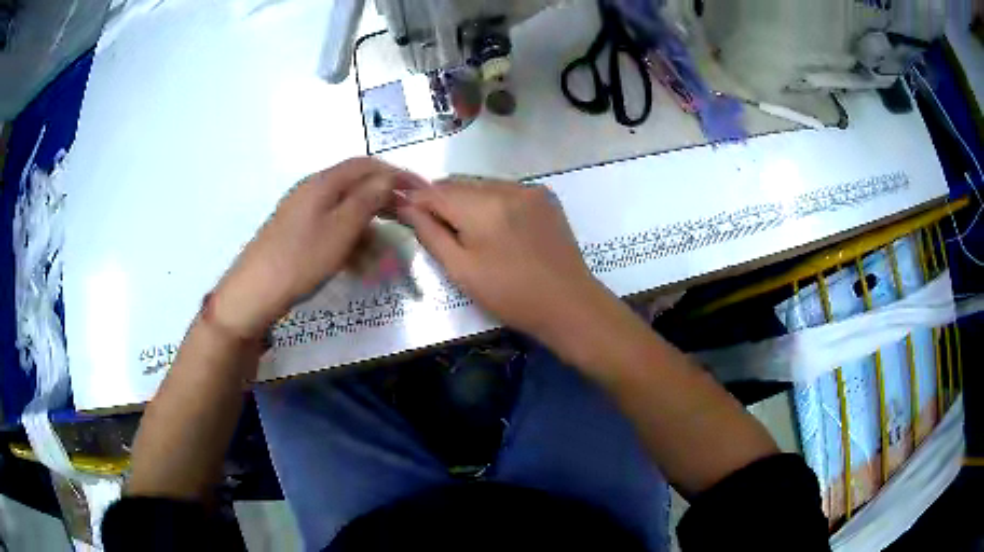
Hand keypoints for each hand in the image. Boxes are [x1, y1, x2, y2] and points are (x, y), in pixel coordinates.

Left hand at [213, 158, 422, 338]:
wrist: (254, 292)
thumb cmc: (300, 259)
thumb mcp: (340, 229)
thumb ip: (367, 200)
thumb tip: (388, 177)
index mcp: (323, 182)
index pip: (367, 165)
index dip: (396, 173)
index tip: (421, 190)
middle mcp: (313, 190)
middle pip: (356, 186)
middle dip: (385, 201)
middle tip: (410, 220)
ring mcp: (303, 212)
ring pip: (346, 211)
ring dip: (369, 228)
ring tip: (386, 254)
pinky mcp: (298, 233)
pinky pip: (332, 229)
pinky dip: (351, 242)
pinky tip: (360, 264)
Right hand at [398, 179, 613, 351]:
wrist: (568, 304)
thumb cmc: (510, 295)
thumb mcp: (461, 270)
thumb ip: (430, 233)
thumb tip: (405, 206)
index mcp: (482, 206)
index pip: (435, 191)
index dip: (415, 200)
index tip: (403, 212)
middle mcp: (506, 187)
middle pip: (458, 184)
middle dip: (440, 199)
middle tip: (433, 226)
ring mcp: (528, 188)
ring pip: (481, 184)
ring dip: (465, 199)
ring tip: (464, 229)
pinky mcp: (544, 196)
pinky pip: (504, 189)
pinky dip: (490, 200)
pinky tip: (493, 225)